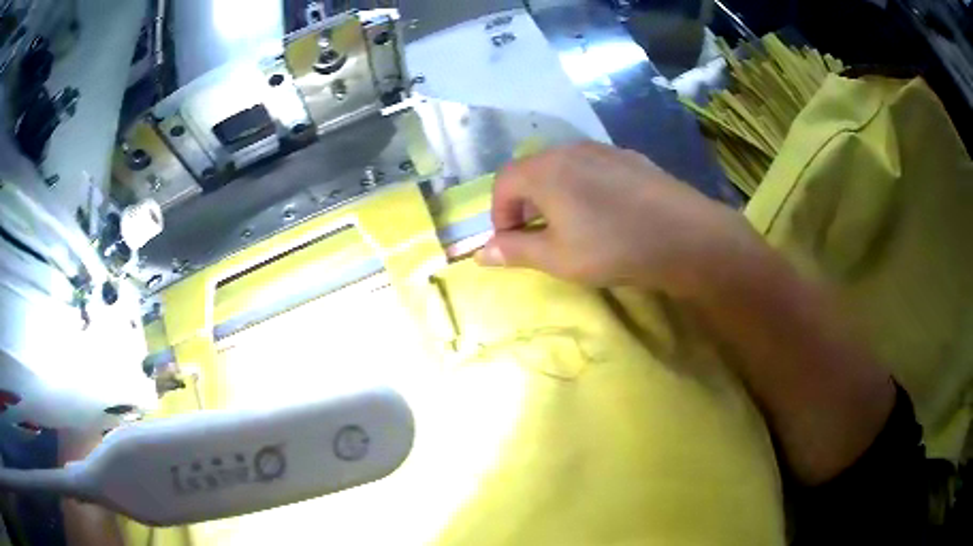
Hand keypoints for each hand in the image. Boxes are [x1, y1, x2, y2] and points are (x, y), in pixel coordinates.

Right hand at [477, 142, 763, 297]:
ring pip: (564, 167)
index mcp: (545, 170)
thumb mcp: (558, 258)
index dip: (499, 213)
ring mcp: (604, 150)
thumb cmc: (613, 247)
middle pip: (533, 170)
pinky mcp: (630, 157)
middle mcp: (570, 150)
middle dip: (525, 203)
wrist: (685, 236)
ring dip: (555, 193)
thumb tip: (480, 253)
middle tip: (537, 234)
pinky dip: (584, 187)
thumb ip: (515, 251)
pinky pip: (594, 167)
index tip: (510, 241)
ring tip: (572, 224)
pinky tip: (606, 212)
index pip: (504, 182)